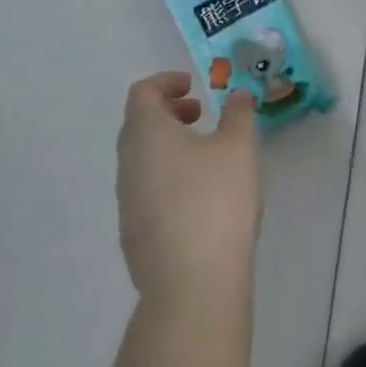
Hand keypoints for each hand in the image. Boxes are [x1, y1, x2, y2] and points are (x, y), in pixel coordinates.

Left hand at [116, 73, 261, 308]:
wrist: (192, 284)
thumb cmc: (215, 200)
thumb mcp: (239, 148)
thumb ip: (239, 114)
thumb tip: (237, 95)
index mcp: (146, 134)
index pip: (142, 93)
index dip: (166, 82)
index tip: (193, 86)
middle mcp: (128, 163)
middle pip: (138, 125)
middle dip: (167, 113)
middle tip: (199, 115)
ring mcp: (127, 202)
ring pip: (141, 159)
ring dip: (168, 146)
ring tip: (205, 155)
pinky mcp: (133, 234)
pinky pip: (146, 189)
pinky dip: (167, 176)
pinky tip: (199, 196)